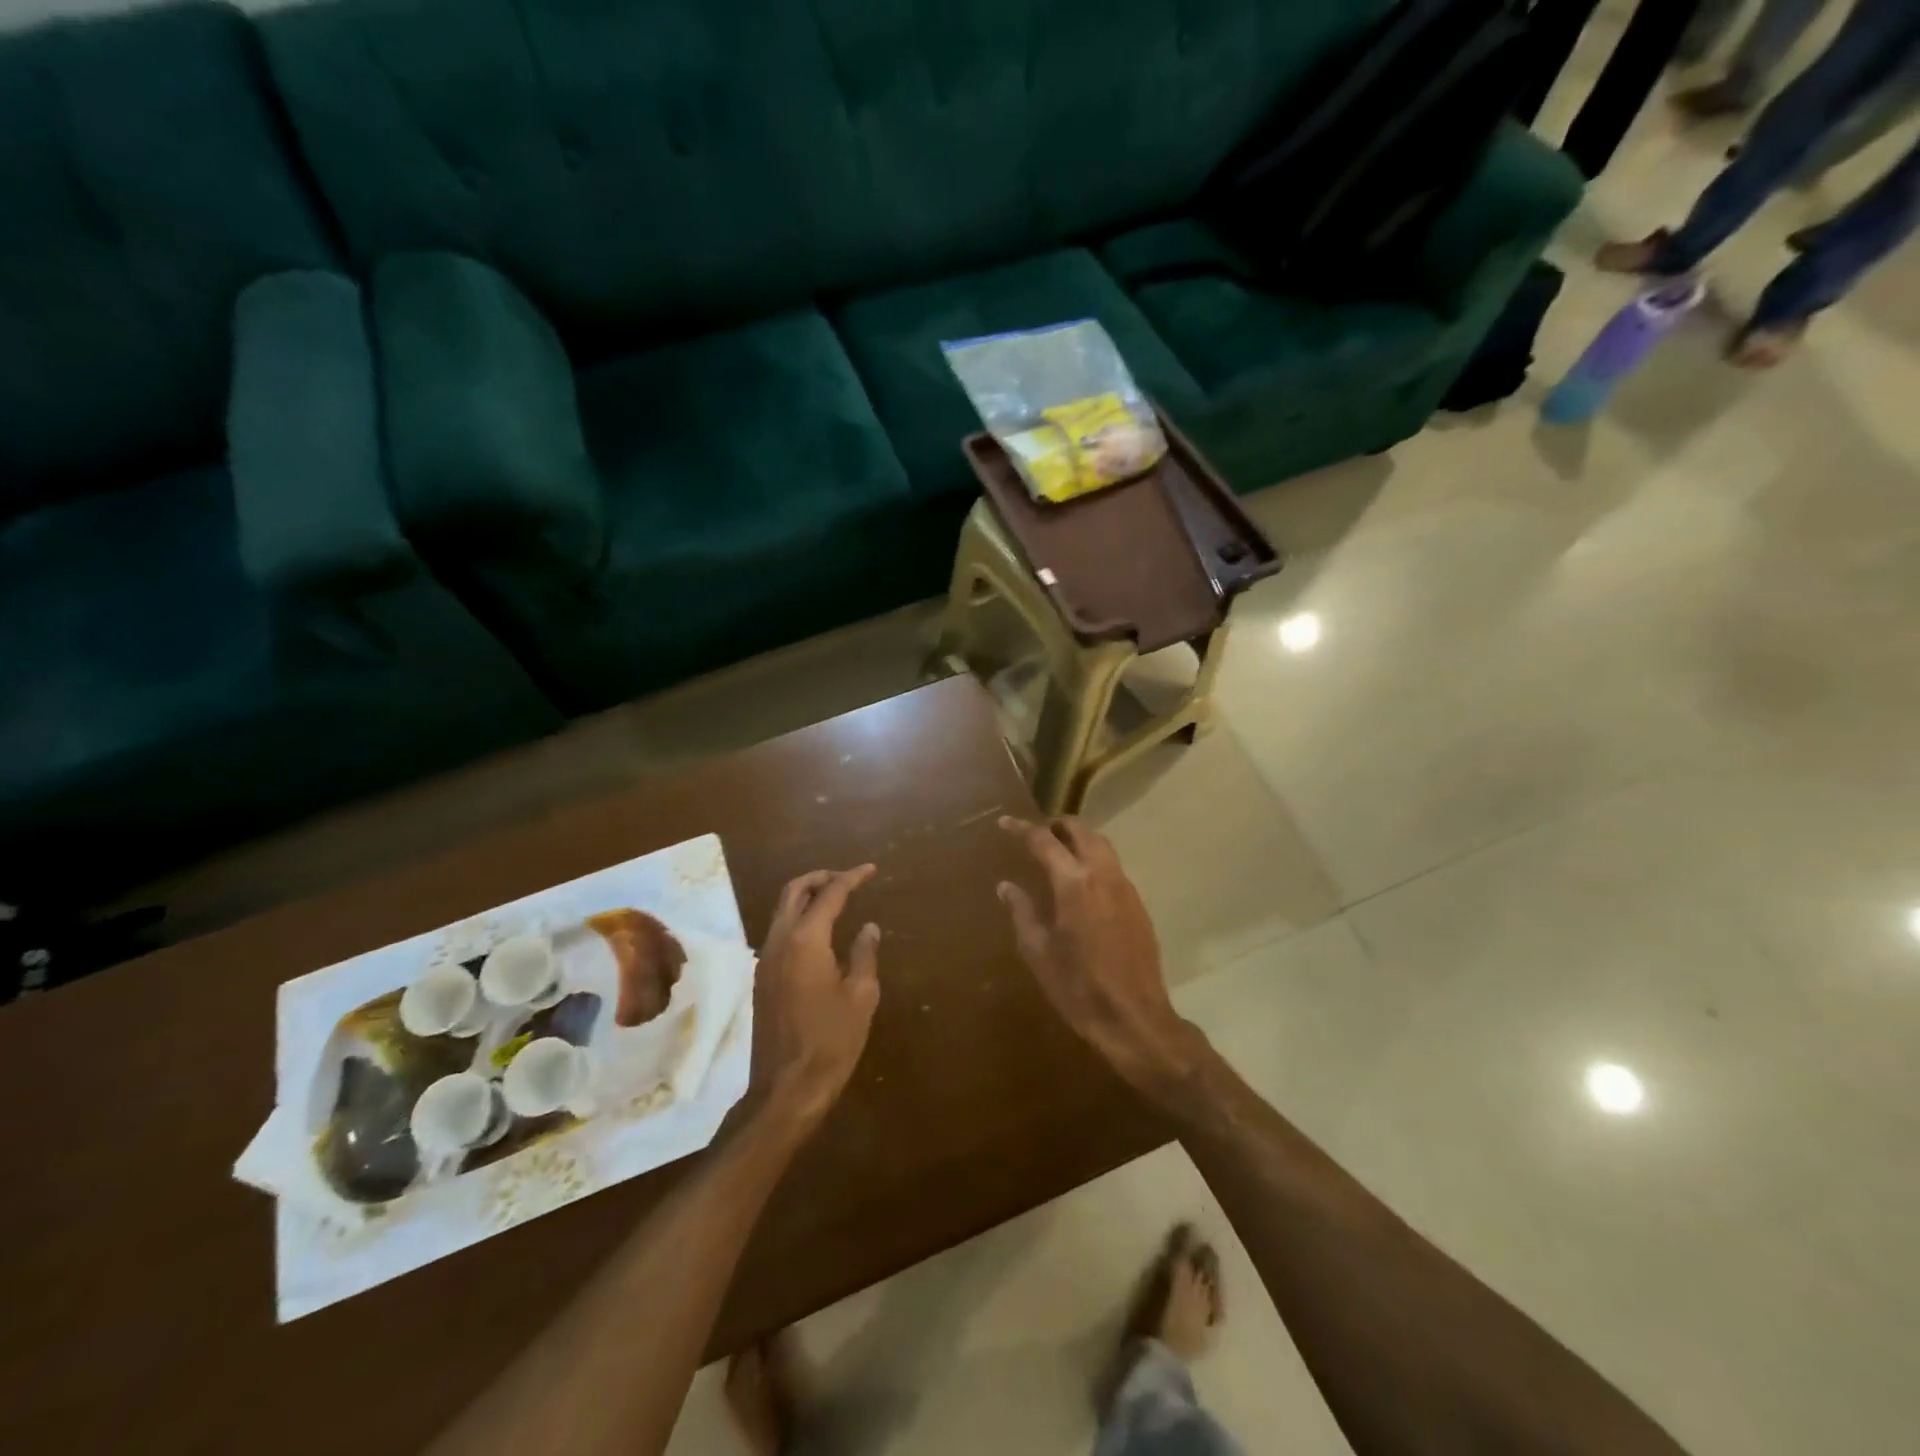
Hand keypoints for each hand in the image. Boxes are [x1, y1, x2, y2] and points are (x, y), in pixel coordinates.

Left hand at [751, 866, 882, 1128]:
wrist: (786, 1089)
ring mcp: (766, 960)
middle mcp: (780, 941)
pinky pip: (780, 932)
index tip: (870, 870)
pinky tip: (821, 934)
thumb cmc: (831, 1041)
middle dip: (821, 877)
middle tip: (849, 879)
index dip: (851, 878)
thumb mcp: (861, 996)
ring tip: (837, 901)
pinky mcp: (763, 978)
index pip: (829, 893)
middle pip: (794, 891)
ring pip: (782, 910)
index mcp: (806, 940)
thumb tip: (869, 927)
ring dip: (807, 897)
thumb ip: (864, 954)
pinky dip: (799, 918)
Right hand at [996, 817, 1201, 1098]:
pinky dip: (1094, 859)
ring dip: (1079, 839)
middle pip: (1081, 830)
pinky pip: (1113, 866)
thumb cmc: (1077, 987)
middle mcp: (1102, 874)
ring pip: (1102, 844)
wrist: (1134, 1018)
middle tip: (1036, 834)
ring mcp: (1125, 887)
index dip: (1021, 828)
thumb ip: (1022, 912)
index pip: (1043, 840)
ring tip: (1058, 852)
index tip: (1004, 822)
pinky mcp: (1138, 903)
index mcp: (1073, 882)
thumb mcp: (1038, 952)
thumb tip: (1007, 886)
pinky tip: (1082, 882)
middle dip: (1056, 825)